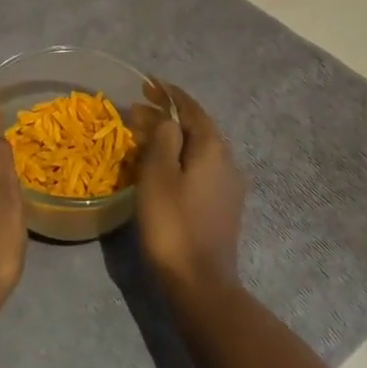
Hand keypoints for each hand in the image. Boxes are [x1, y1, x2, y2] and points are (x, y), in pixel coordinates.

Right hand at [134, 82, 246, 297]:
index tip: (146, 84)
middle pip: (196, 127)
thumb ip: (162, 138)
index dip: (168, 94)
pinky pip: (199, 169)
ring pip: (197, 149)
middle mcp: (227, 160)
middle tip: (137, 111)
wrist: (201, 284)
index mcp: (213, 147)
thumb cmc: (173, 224)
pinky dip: (179, 158)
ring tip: (144, 137)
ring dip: (172, 138)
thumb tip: (166, 118)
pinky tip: (162, 168)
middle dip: (167, 116)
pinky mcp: (223, 206)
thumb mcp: (158, 174)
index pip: (190, 107)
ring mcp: (228, 186)